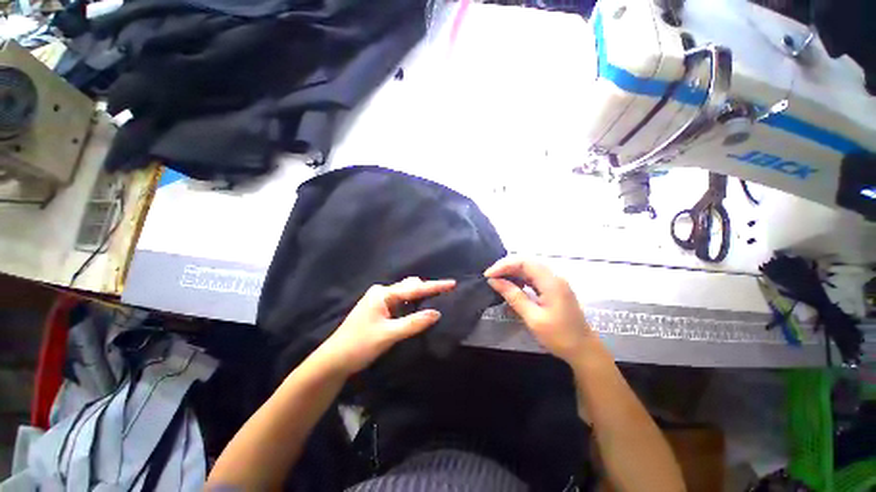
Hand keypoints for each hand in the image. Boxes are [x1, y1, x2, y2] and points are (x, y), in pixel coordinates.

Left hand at [316, 277, 455, 375]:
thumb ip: (413, 323)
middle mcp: (381, 292)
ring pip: (404, 293)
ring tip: (436, 297)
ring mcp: (378, 300)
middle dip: (427, 288)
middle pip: (410, 286)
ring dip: (419, 295)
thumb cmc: (359, 345)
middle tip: (445, 292)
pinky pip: (400, 301)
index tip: (452, 283)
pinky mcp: (378, 309)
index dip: (434, 286)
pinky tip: (418, 307)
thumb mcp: (388, 335)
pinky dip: (411, 303)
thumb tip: (437, 313)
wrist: (333, 360)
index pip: (414, 289)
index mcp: (383, 294)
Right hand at [485, 257, 592, 363]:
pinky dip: (520, 279)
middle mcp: (553, 277)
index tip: (488, 275)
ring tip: (497, 280)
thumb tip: (494, 281)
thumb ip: (513, 296)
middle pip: (526, 262)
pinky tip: (511, 286)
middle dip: (506, 267)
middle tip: (490, 277)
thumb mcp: (533, 318)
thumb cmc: (559, 336)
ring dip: (512, 272)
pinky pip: (533, 277)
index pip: (523, 262)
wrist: (584, 350)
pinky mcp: (553, 289)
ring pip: (529, 269)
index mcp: (551, 282)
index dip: (504, 265)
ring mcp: (554, 282)